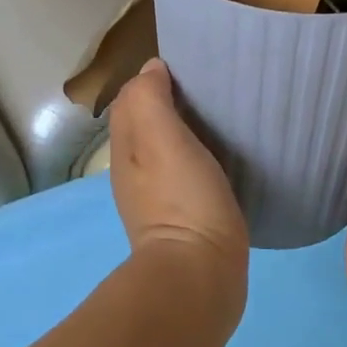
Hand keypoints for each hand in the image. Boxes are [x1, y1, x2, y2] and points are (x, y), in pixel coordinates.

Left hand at [109, 59, 248, 294]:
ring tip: (218, 118)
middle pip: (145, 122)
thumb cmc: (182, 200)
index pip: (131, 98)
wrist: (199, 276)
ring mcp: (156, 196)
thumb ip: (150, 100)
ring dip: (184, 129)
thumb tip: (152, 69)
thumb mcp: (162, 140)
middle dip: (168, 101)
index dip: (153, 79)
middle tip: (208, 90)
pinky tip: (220, 158)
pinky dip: (197, 157)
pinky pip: (184, 173)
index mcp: (126, 148)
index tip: (190, 69)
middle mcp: (133, 170)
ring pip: (164, 148)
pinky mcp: (183, 217)